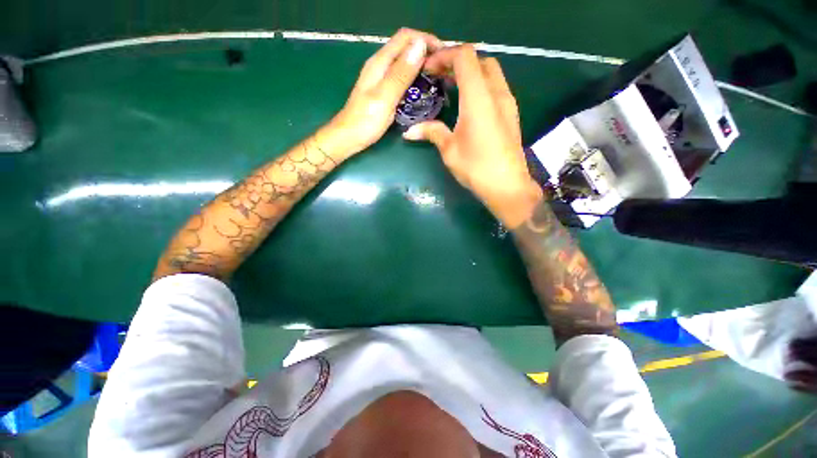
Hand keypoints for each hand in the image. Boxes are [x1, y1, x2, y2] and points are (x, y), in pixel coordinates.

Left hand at [327, 28, 442, 158]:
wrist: (349, 138)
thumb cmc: (365, 121)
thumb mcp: (385, 97)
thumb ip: (401, 73)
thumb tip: (420, 46)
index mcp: (380, 63)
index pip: (406, 38)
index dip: (426, 40)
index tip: (444, 54)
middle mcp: (381, 66)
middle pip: (406, 48)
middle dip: (426, 52)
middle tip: (444, 70)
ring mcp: (382, 79)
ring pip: (405, 63)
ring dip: (422, 66)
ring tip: (438, 79)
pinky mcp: (384, 91)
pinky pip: (403, 77)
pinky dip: (415, 79)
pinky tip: (423, 90)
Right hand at [402, 45, 541, 227]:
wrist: (507, 186)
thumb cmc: (476, 168)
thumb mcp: (450, 150)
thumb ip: (432, 133)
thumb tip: (409, 131)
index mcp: (479, 98)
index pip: (465, 57)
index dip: (444, 55)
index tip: (428, 69)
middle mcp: (497, 93)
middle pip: (479, 60)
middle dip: (457, 62)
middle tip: (438, 77)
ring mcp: (507, 103)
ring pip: (490, 72)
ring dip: (470, 73)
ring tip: (450, 87)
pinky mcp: (511, 114)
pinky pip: (495, 87)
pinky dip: (480, 85)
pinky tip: (467, 104)